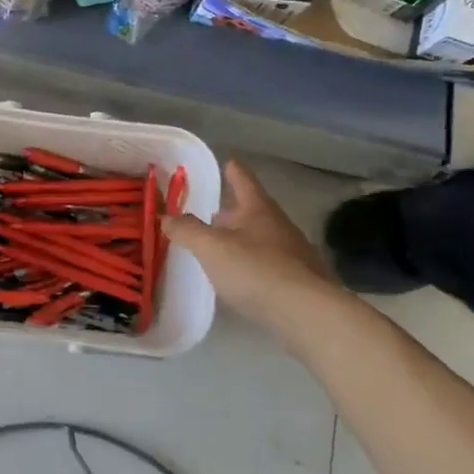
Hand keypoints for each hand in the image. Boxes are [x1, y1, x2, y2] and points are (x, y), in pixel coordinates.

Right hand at [162, 160, 344, 337]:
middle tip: (213, 211)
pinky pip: (270, 265)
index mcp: (258, 209)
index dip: (233, 170)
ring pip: (262, 238)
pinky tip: (242, 278)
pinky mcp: (300, 282)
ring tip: (222, 247)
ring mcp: (294, 254)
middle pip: (253, 210)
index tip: (228, 160)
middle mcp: (279, 225)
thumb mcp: (212, 248)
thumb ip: (187, 231)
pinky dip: (253, 265)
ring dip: (242, 239)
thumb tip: (166, 216)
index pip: (243, 180)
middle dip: (233, 211)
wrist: (307, 313)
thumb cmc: (256, 269)